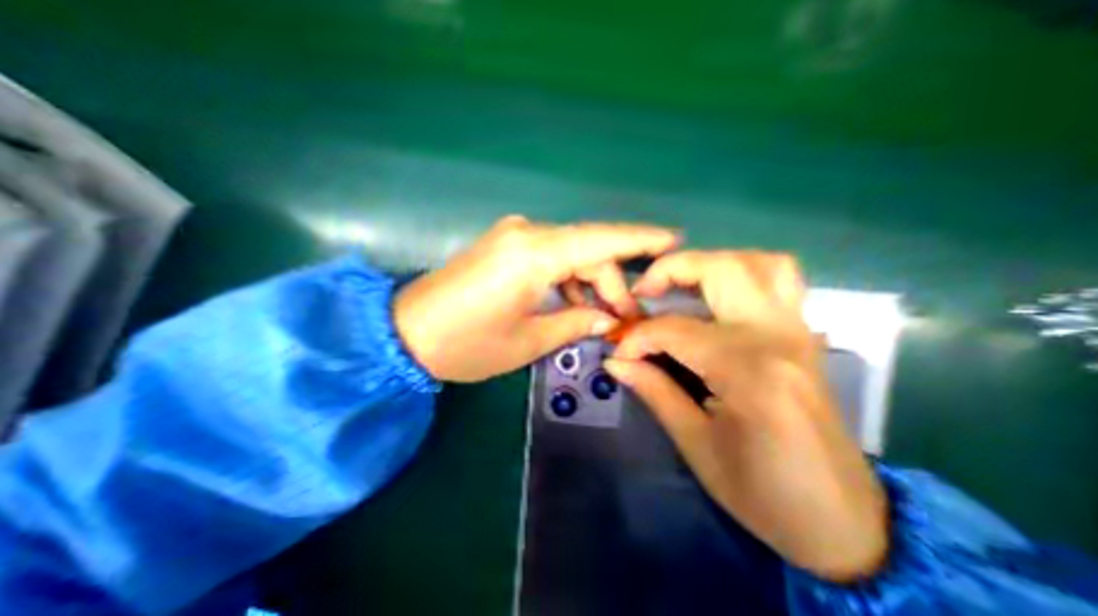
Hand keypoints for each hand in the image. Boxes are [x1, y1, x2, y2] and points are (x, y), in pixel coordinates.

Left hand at [395, 213, 679, 379]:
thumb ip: (575, 323)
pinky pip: (548, 255)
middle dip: (610, 281)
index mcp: (533, 254)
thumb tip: (608, 318)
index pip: (600, 239)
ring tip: (601, 314)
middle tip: (625, 316)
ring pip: (568, 252)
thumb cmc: (466, 344)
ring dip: (588, 281)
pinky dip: (566, 277)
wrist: (405, 334)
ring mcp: (512, 236)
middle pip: (586, 249)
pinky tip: (572, 302)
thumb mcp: (528, 341)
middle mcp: (526, 234)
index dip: (640, 239)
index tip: (674, 239)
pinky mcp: (503, 246)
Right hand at [600, 249, 890, 581]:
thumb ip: (653, 390)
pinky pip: (778, 279)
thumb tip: (614, 361)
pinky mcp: (803, 334)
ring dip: (710, 263)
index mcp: (747, 370)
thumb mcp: (696, 445)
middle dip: (671, 271)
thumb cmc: (762, 492)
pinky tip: (717, 296)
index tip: (619, 354)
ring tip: (681, 286)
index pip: (674, 330)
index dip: (637, 338)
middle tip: (643, 293)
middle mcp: (777, 336)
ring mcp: (798, 329)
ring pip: (757, 262)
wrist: (843, 521)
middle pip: (720, 270)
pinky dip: (741, 272)